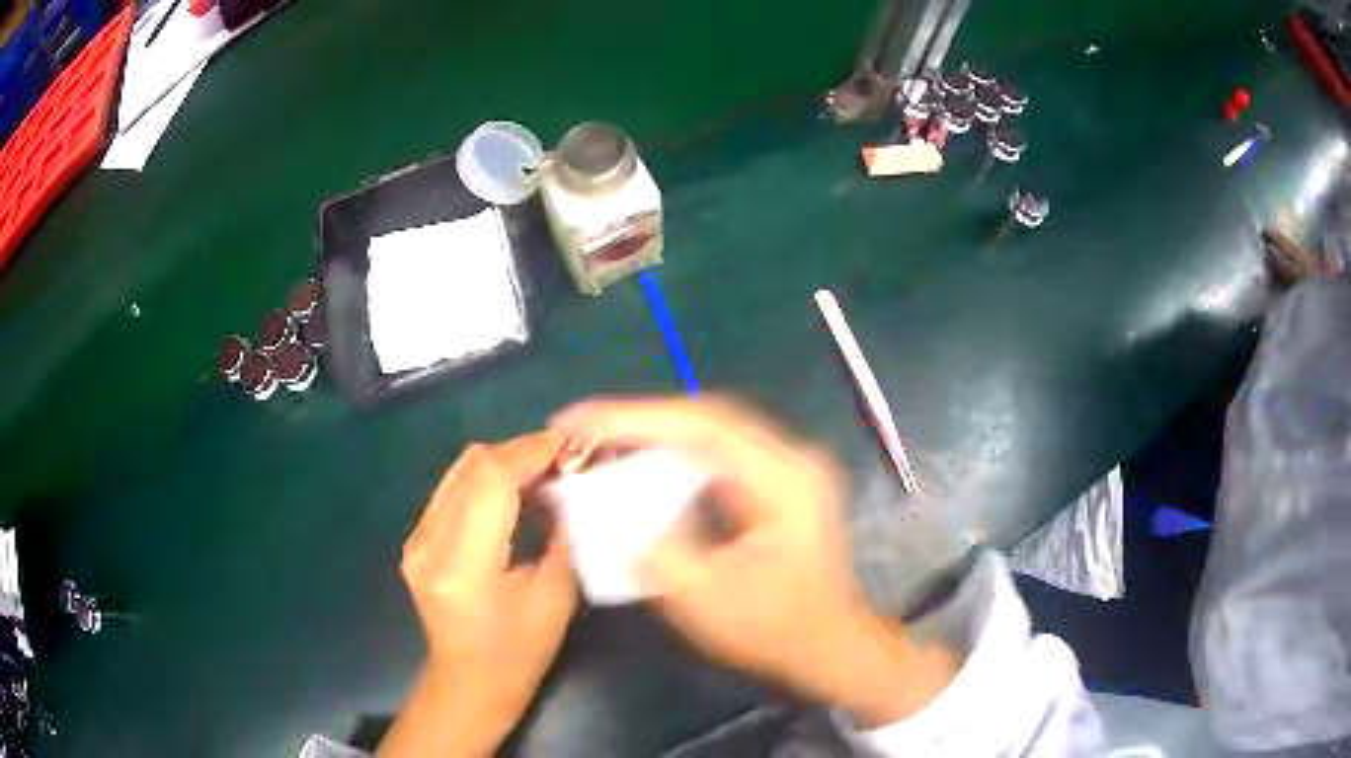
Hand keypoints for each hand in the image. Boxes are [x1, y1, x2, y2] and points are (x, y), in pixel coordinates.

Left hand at [380, 432, 576, 757]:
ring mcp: (416, 541)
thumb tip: (573, 491)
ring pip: (460, 471)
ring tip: (544, 469)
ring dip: (504, 461)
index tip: (570, 445)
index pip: (491, 482)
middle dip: (521, 451)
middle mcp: (429, 546)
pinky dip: (487, 479)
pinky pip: (453, 489)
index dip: (531, 453)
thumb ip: (562, 539)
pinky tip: (516, 491)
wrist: (468, 685)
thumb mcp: (555, 601)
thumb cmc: (518, 656)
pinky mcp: (416, 540)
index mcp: (464, 568)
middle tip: (563, 457)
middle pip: (472, 467)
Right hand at [553, 396, 955, 726]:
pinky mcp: (777, 485)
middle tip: (580, 428)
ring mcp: (787, 469)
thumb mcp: (704, 599)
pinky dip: (674, 457)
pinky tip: (641, 466)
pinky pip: (717, 456)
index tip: (576, 421)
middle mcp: (791, 459)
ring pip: (710, 432)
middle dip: (638, 420)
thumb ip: (655, 547)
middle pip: (706, 418)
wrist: (831, 647)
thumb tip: (614, 507)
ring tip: (600, 441)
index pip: (702, 425)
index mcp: (784, 479)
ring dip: (654, 435)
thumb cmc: (775, 630)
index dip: (632, 417)